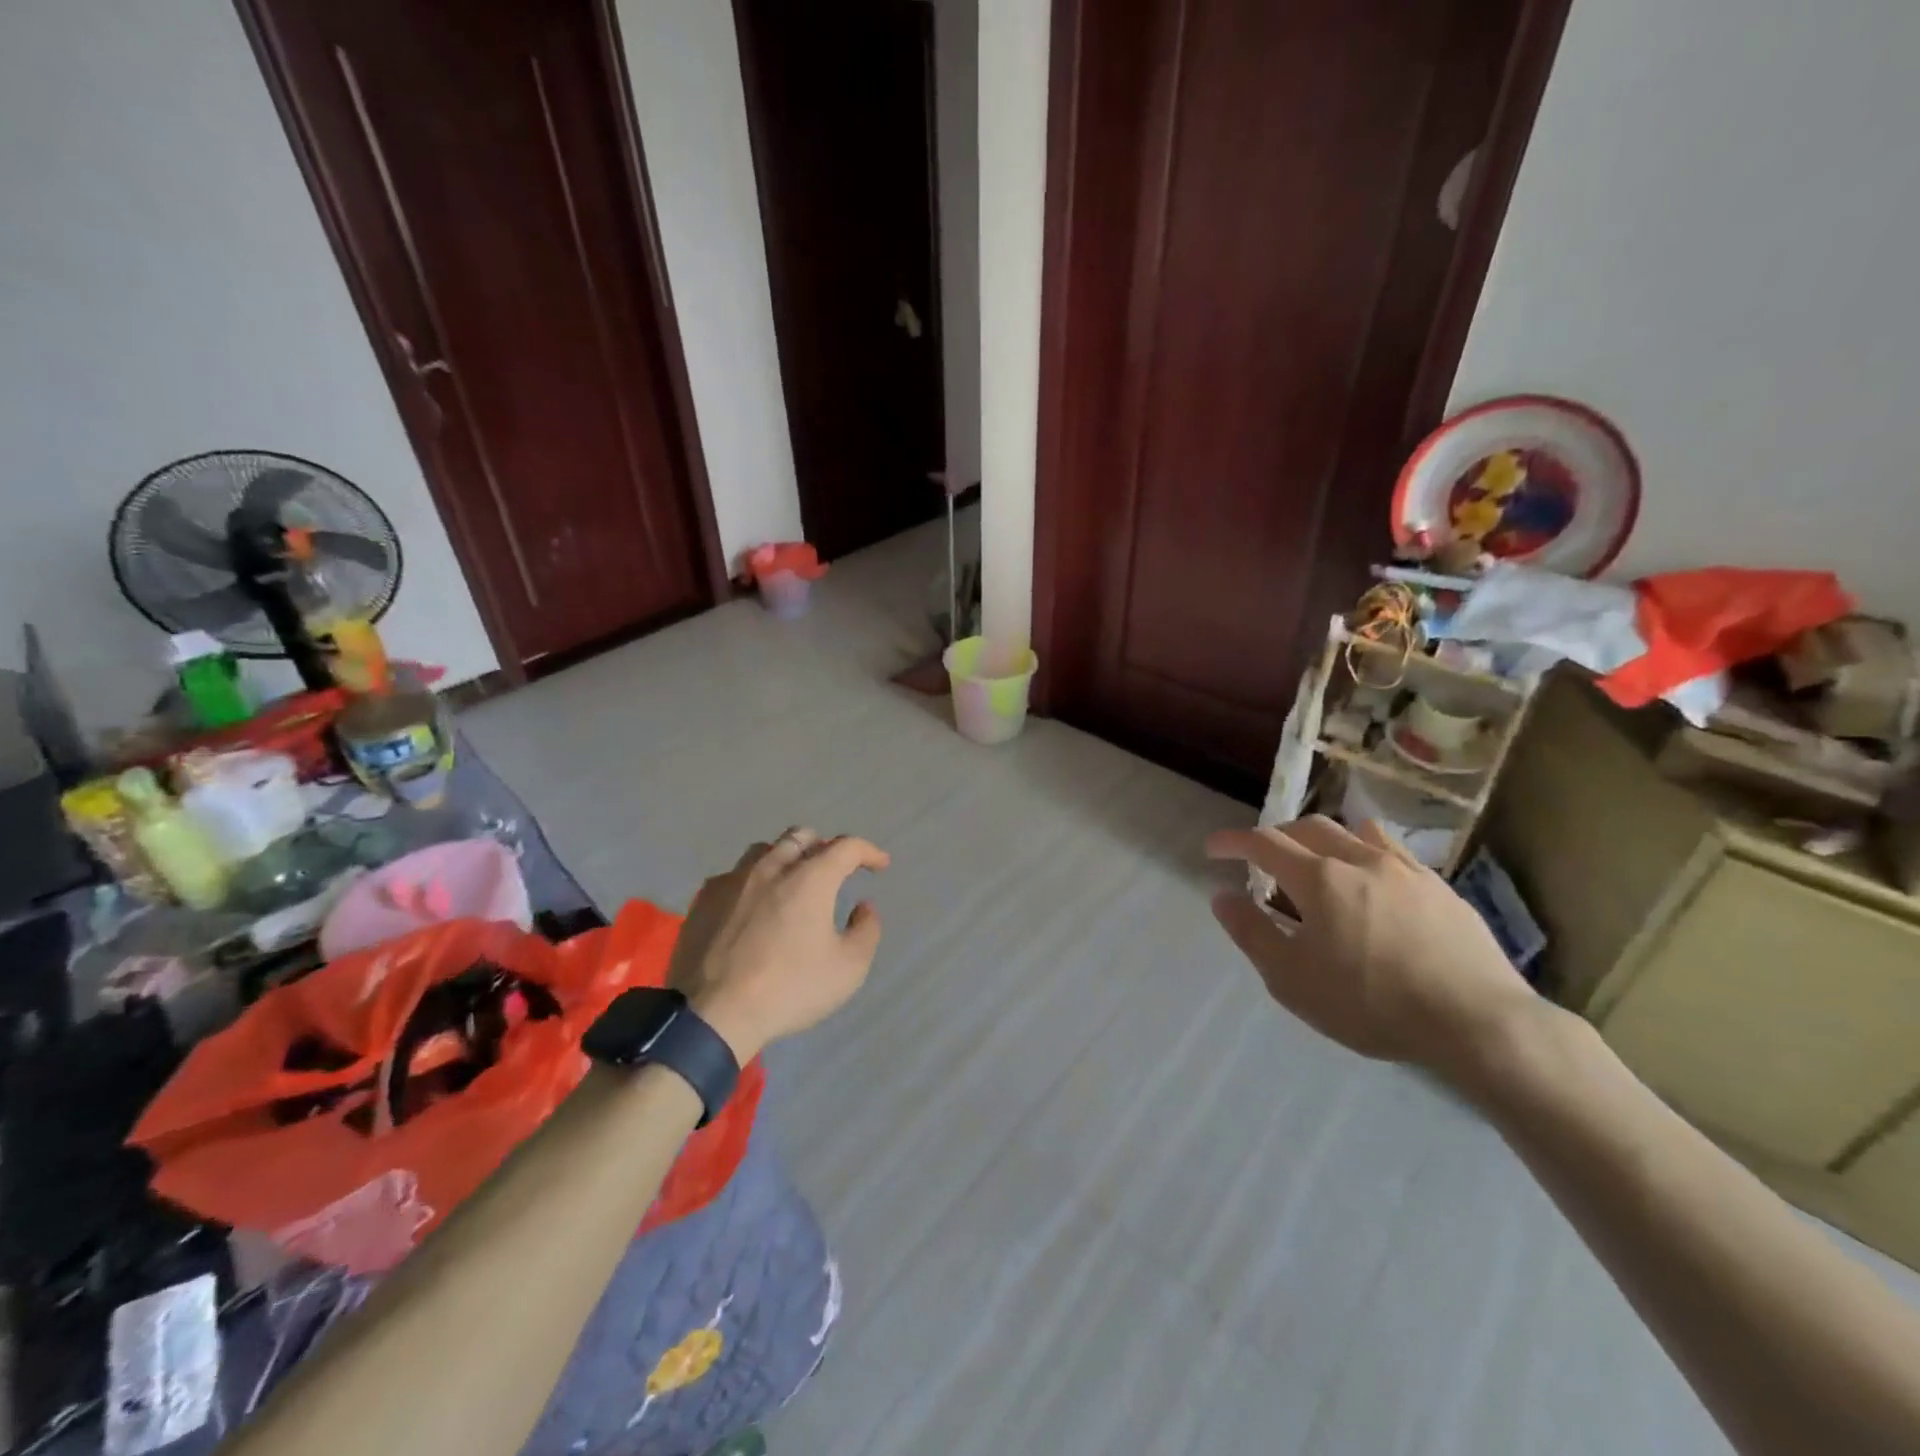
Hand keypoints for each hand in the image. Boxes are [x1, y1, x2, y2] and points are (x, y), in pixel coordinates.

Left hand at [667, 828, 889, 1061]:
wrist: (713, 1015)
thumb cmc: (789, 989)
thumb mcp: (848, 969)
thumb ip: (866, 930)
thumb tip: (863, 907)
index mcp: (810, 879)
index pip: (846, 847)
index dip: (868, 851)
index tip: (880, 865)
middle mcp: (771, 868)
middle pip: (800, 837)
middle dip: (824, 846)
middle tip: (833, 869)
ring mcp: (732, 882)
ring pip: (763, 851)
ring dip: (785, 858)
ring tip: (792, 881)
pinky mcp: (703, 901)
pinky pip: (733, 876)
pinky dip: (752, 882)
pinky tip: (751, 905)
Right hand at [1205, 816, 1541, 1081]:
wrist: (1478, 1022)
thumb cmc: (1372, 1003)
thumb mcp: (1293, 980)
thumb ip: (1252, 933)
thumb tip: (1223, 897)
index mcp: (1318, 879)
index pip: (1263, 843)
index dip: (1233, 840)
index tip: (1213, 848)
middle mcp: (1358, 859)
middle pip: (1307, 828)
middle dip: (1276, 836)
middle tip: (1262, 860)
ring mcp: (1404, 869)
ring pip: (1352, 831)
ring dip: (1322, 838)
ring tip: (1316, 863)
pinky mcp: (1440, 886)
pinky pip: (1391, 850)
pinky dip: (1363, 852)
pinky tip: (1370, 882)